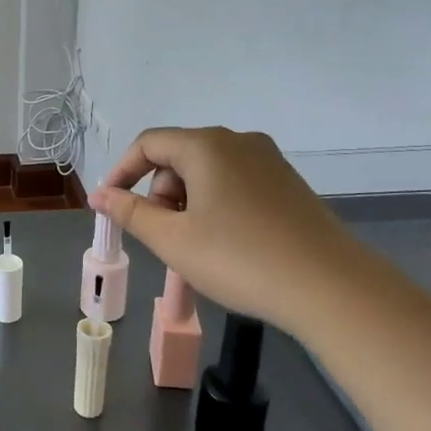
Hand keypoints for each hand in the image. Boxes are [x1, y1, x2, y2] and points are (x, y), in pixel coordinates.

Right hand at [90, 127, 361, 331]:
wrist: (331, 288)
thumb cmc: (239, 259)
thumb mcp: (172, 239)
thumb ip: (129, 212)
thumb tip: (99, 195)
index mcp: (206, 146)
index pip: (148, 144)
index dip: (122, 172)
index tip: (112, 206)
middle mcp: (239, 142)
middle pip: (179, 156)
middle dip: (160, 192)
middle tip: (163, 235)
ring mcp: (269, 161)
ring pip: (208, 171)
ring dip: (188, 201)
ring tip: (196, 245)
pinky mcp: (289, 184)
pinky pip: (236, 183)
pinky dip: (217, 205)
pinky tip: (228, 244)